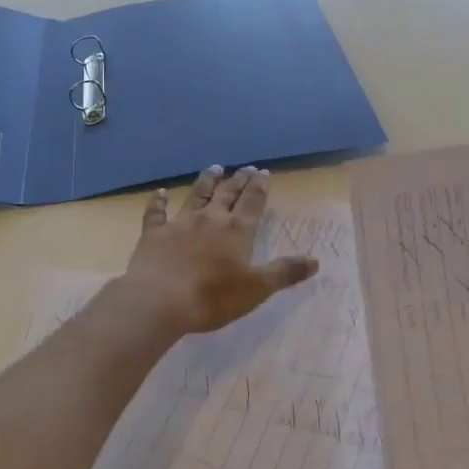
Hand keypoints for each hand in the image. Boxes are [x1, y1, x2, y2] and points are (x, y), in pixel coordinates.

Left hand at [119, 165, 319, 336]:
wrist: (159, 300)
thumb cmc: (213, 297)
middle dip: (238, 180)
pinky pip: (156, 212)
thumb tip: (315, 261)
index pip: (253, 202)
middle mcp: (210, 219)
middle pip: (227, 193)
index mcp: (237, 230)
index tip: (263, 172)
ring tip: (215, 168)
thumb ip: (285, 272)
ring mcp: (180, 223)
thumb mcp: (257, 289)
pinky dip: (158, 201)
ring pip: (196, 195)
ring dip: (206, 181)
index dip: (259, 186)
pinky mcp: (154, 234)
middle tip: (245, 168)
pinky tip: (159, 193)